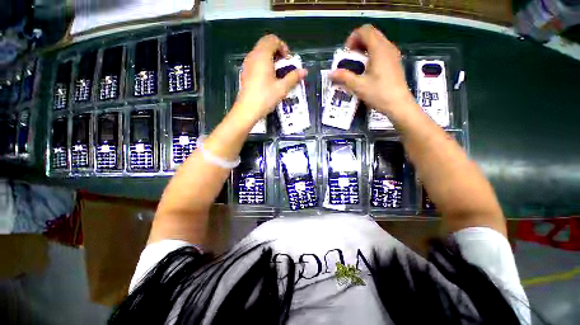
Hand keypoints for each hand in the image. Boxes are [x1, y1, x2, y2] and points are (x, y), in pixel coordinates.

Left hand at [235, 34, 307, 122]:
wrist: (247, 110)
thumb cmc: (265, 98)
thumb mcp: (282, 88)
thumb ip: (293, 77)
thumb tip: (304, 71)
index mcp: (262, 56)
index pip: (273, 40)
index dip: (283, 47)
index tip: (288, 61)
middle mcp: (253, 56)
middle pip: (266, 44)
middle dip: (277, 51)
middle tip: (284, 66)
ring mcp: (247, 63)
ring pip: (260, 52)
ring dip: (271, 58)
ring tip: (278, 73)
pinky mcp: (245, 72)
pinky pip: (255, 60)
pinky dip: (264, 63)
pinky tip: (268, 78)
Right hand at [330, 25, 413, 115]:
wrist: (398, 104)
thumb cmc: (379, 93)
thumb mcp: (358, 86)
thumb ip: (344, 77)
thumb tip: (331, 73)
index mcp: (379, 49)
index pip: (365, 30)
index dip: (353, 38)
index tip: (347, 53)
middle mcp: (388, 47)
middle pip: (371, 35)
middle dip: (357, 43)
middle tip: (350, 59)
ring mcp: (393, 54)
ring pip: (377, 42)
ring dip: (364, 49)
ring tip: (357, 65)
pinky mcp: (395, 62)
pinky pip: (382, 50)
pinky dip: (372, 54)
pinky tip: (367, 70)